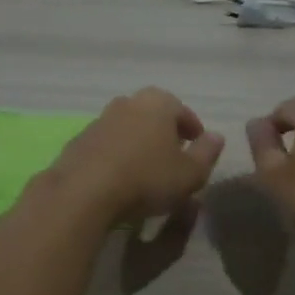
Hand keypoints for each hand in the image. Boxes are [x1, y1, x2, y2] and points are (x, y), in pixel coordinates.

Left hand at [47, 87, 224, 224]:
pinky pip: (107, 145)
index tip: (198, 149)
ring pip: (128, 128)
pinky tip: (119, 178)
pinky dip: (116, 156)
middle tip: (174, 157)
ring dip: (139, 143)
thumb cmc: (147, 178)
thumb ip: (207, 153)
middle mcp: (128, 102)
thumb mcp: (190, 173)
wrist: (84, 192)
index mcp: (158, 103)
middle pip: (153, 115)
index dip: (194, 131)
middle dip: (165, 133)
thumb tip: (216, 137)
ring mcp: (99, 120)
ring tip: (146, 169)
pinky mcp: (78, 141)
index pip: (183, 111)